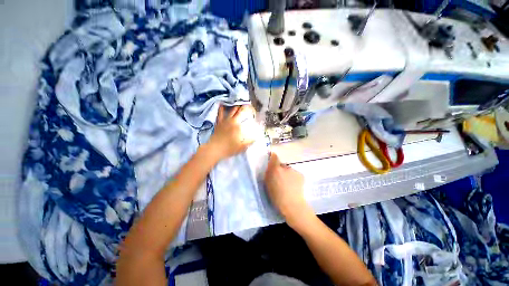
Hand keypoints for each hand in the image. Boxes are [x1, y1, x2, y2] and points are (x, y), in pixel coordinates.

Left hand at [208, 104, 256, 159]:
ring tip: (240, 102)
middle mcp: (232, 121)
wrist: (214, 149)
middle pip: (239, 111)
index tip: (254, 109)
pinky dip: (221, 108)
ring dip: (236, 106)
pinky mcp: (219, 122)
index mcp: (238, 126)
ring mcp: (224, 121)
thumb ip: (250, 141)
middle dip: (245, 106)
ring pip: (231, 110)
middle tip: (249, 104)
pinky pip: (220, 113)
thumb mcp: (242, 147)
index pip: (246, 116)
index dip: (251, 111)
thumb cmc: (229, 148)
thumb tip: (257, 137)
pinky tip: (222, 103)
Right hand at [264, 152, 311, 223]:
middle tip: (279, 179)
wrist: (293, 205)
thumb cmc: (277, 196)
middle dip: (280, 169)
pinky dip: (293, 178)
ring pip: (288, 170)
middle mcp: (285, 167)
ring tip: (287, 184)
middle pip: (281, 165)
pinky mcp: (301, 175)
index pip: (274, 157)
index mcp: (276, 169)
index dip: (273, 157)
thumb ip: (268, 172)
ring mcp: (294, 170)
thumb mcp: (268, 184)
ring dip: (287, 174)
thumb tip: (270, 165)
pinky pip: (294, 174)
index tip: (272, 160)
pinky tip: (293, 186)